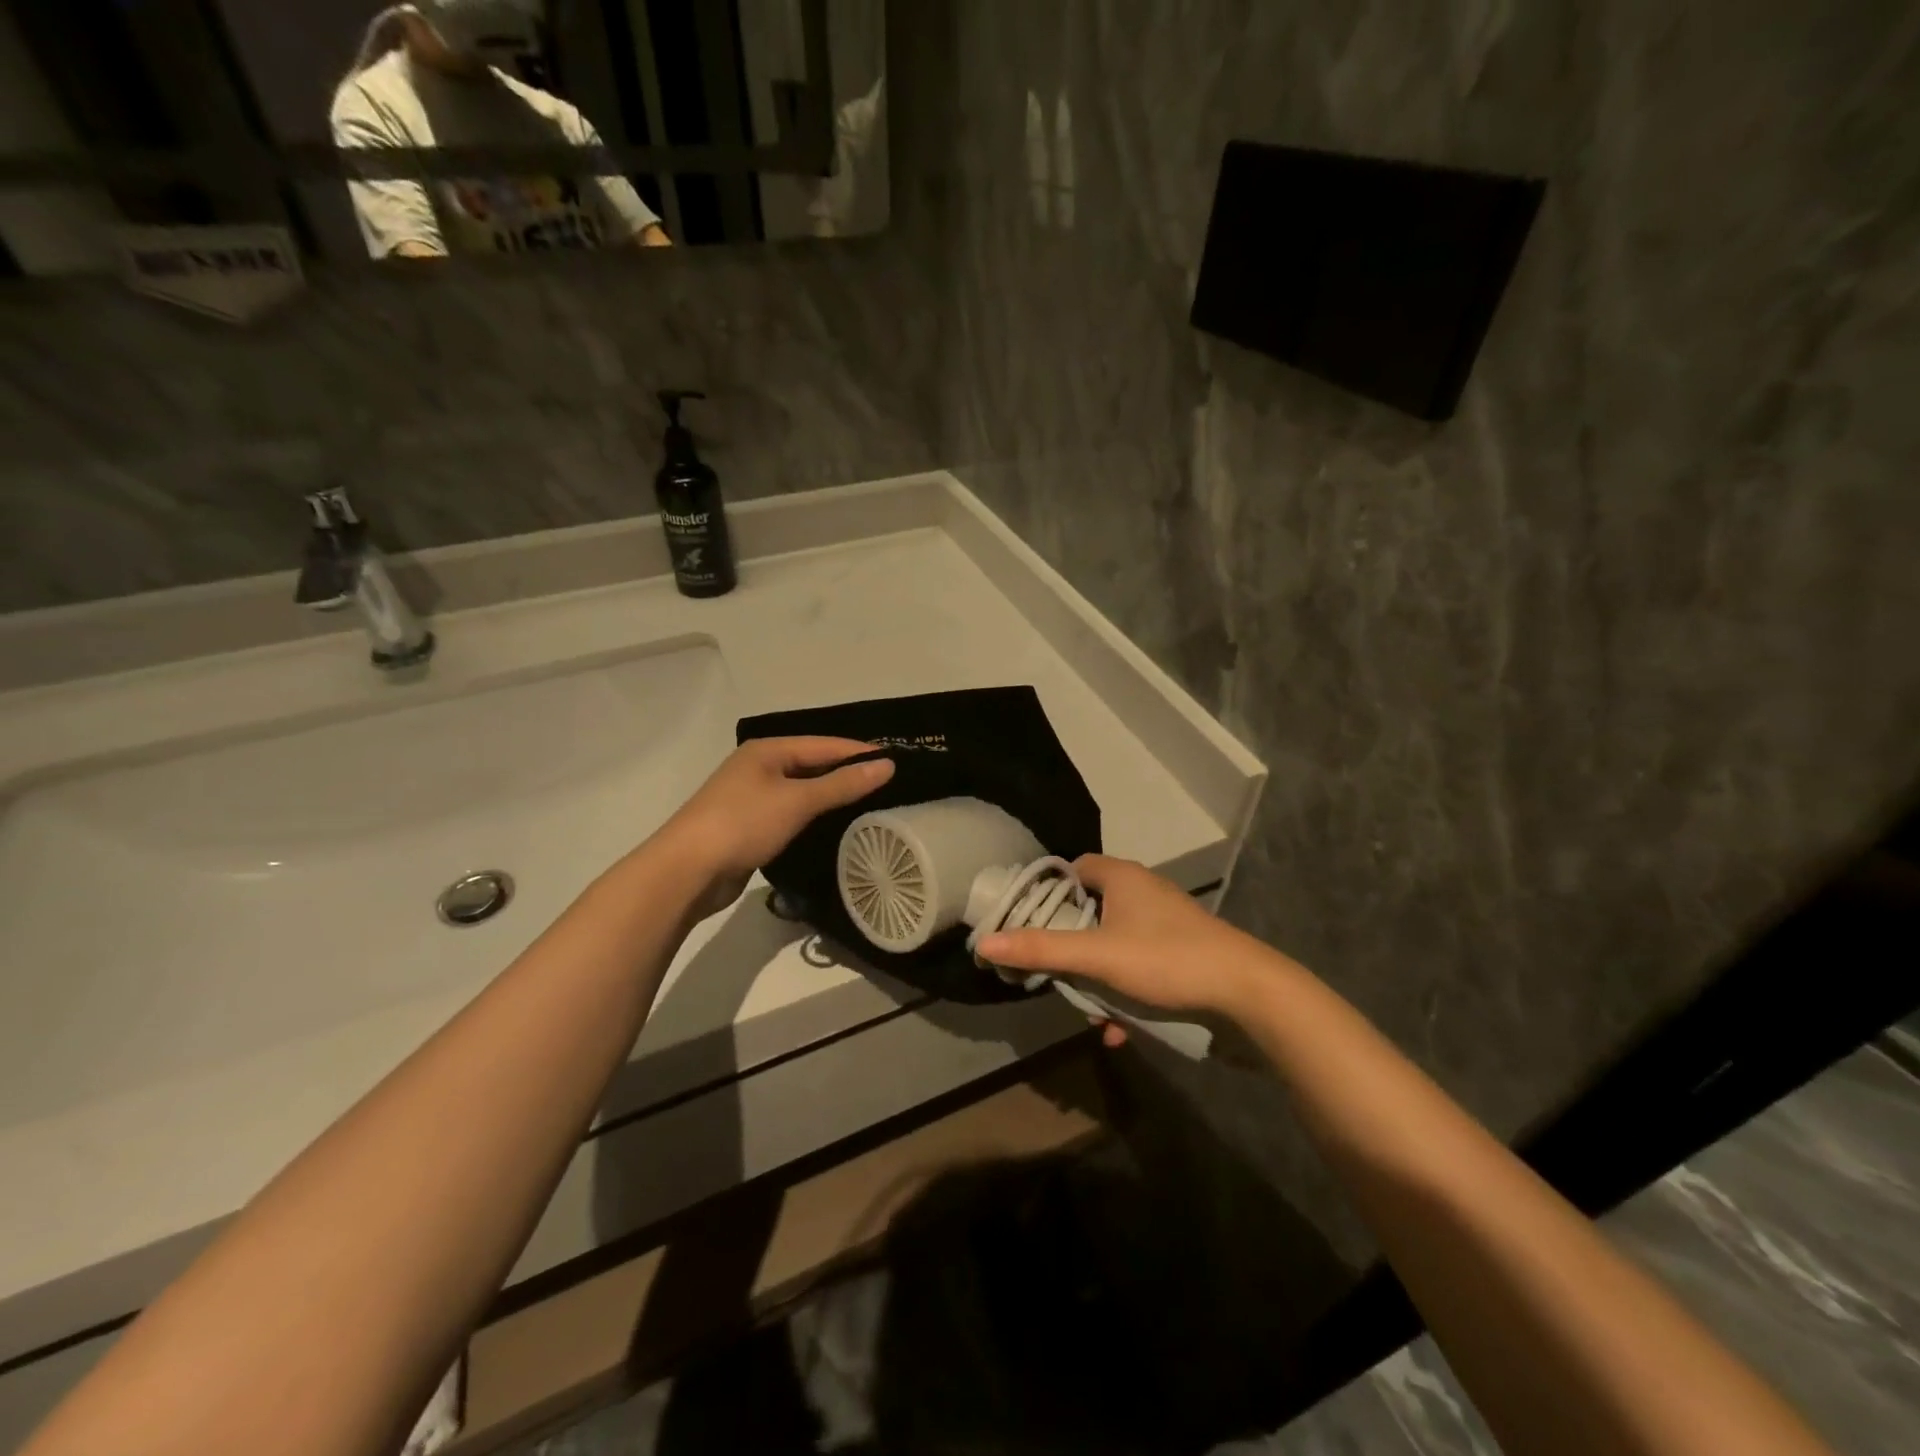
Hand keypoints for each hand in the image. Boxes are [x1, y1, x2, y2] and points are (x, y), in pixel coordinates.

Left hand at [659, 738, 893, 915]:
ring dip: (829, 796)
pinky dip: (811, 816)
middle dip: (846, 773)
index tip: (896, 762)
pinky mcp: (748, 825)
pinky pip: (789, 812)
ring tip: (868, 805)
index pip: (824, 744)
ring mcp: (750, 796)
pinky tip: (831, 827)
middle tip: (887, 786)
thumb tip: (887, 764)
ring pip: (800, 790)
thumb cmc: (743, 824)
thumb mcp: (798, 801)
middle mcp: (758, 767)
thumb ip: (843, 784)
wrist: (686, 871)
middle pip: (812, 764)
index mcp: (767, 750)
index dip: (859, 752)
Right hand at [976, 855, 1285, 1027]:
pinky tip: (1118, 1030)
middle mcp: (1144, 893)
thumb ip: (1042, 950)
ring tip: (1086, 1009)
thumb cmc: (1166, 959)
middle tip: (1052, 972)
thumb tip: (984, 943)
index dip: (1049, 892)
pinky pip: (1140, 967)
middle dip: (1071, 946)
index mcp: (1123, 877)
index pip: (1074, 869)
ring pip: (1115, 944)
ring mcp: (1166, 924)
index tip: (1028, 922)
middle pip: (1091, 910)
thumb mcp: (1097, 956)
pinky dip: (1125, 992)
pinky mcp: (1182, 954)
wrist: (1247, 994)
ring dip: (1097, 977)